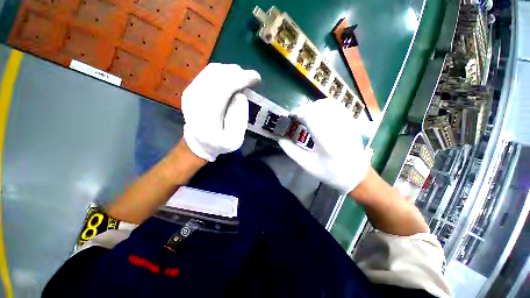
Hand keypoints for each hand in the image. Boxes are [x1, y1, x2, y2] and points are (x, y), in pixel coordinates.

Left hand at [182, 63, 260, 160]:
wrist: (198, 142)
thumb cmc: (218, 143)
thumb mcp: (234, 140)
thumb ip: (239, 120)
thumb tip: (241, 96)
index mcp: (206, 115)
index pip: (224, 87)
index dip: (242, 79)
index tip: (257, 79)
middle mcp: (194, 99)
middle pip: (218, 74)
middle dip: (238, 73)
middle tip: (252, 79)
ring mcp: (190, 91)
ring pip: (213, 70)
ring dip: (231, 71)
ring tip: (243, 79)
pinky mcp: (191, 88)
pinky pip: (209, 73)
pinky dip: (224, 73)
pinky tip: (232, 79)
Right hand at [279, 98, 369, 194]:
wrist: (356, 175)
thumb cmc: (331, 173)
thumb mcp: (308, 165)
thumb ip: (292, 151)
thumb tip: (280, 139)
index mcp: (326, 141)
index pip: (310, 116)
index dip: (298, 113)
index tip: (291, 117)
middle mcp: (338, 128)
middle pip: (318, 107)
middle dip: (304, 109)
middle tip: (297, 118)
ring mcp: (346, 123)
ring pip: (328, 104)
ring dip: (314, 107)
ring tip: (307, 115)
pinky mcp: (350, 122)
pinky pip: (337, 106)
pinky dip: (324, 106)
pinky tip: (319, 114)